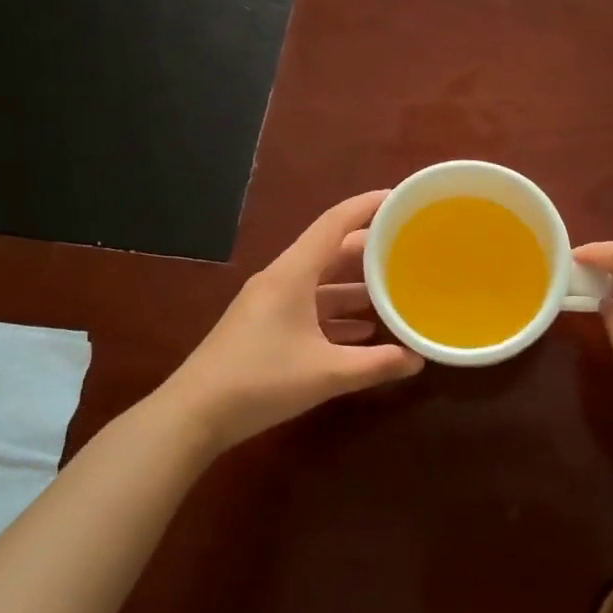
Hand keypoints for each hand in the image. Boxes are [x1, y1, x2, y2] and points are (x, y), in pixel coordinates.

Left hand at [164, 191, 424, 451]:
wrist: (194, 414)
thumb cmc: (261, 381)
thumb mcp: (326, 373)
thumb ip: (376, 364)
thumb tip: (418, 359)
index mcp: (293, 274)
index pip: (335, 223)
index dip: (368, 206)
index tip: (401, 198)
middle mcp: (281, 279)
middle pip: (330, 252)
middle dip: (369, 250)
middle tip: (408, 251)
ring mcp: (270, 303)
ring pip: (320, 283)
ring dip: (354, 286)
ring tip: (394, 291)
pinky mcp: (264, 327)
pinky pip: (308, 307)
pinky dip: (336, 314)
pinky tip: (362, 332)